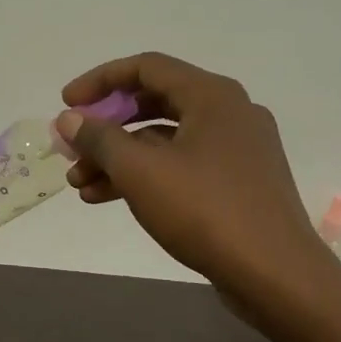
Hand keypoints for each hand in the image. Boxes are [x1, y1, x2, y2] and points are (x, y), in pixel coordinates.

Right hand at [56, 53, 327, 324]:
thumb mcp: (141, 172)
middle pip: (154, 104)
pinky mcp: (238, 183)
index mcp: (212, 96)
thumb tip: (69, 119)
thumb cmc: (205, 212)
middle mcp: (229, 113)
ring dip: (120, 159)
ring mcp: (238, 150)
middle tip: (71, 150)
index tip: (66, 104)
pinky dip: (146, 176)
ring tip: (79, 186)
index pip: (146, 68)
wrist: (274, 273)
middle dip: (106, 128)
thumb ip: (100, 139)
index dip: (99, 81)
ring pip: (166, 141)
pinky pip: (182, 166)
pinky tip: (109, 199)